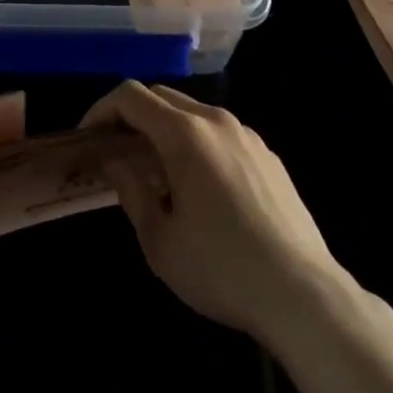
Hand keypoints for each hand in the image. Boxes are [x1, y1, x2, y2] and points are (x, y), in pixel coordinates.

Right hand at [84, 82, 341, 341]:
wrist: (305, 296)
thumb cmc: (222, 269)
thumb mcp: (160, 241)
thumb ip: (131, 191)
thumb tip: (116, 162)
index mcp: (184, 134)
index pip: (131, 96)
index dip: (102, 109)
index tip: (88, 137)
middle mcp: (215, 120)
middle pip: (161, 97)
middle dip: (132, 116)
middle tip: (116, 150)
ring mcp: (247, 135)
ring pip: (193, 113)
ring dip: (165, 129)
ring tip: (157, 170)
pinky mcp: (269, 156)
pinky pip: (221, 134)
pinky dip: (197, 143)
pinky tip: (201, 187)